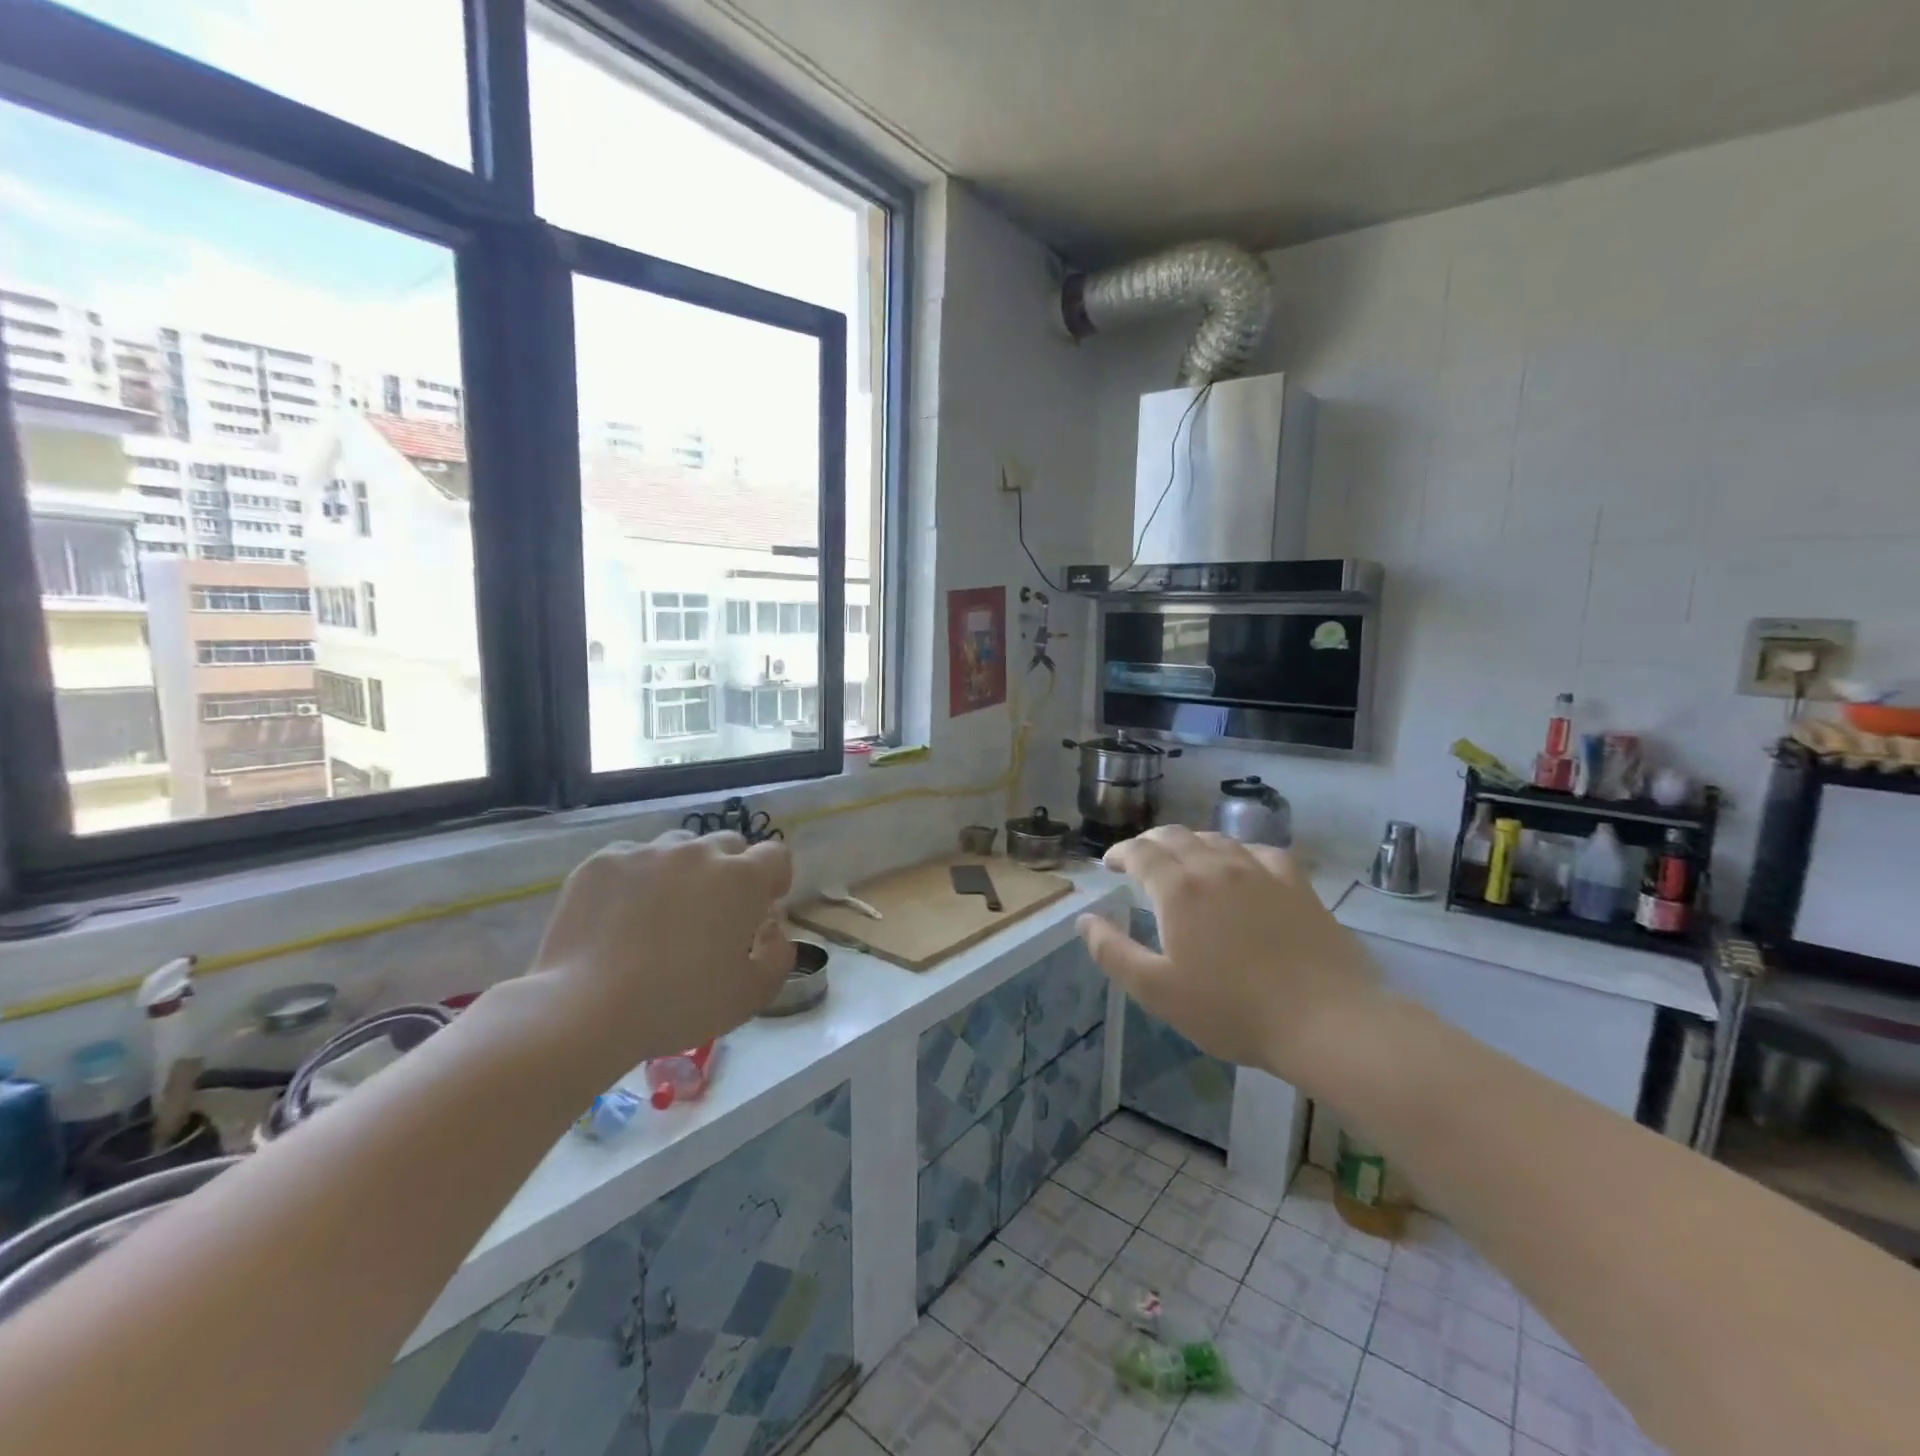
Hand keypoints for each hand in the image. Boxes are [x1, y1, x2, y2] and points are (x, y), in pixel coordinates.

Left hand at [523, 830, 794, 1077]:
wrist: (585, 1008)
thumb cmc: (680, 1003)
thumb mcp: (751, 995)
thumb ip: (779, 956)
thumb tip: (773, 931)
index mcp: (742, 878)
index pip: (775, 855)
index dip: (775, 878)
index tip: (764, 905)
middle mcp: (698, 852)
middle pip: (728, 844)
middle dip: (730, 870)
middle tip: (714, 912)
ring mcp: (647, 852)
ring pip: (678, 847)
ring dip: (683, 870)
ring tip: (664, 911)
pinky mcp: (602, 862)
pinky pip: (632, 859)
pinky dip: (637, 879)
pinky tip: (621, 916)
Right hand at [1077, 827, 1374, 1081]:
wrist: (1326, 1021)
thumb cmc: (1232, 1010)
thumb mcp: (1158, 991)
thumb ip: (1113, 952)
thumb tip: (1085, 920)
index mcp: (1178, 889)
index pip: (1140, 852)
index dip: (1120, 853)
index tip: (1109, 864)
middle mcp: (1215, 866)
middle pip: (1174, 836)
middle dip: (1149, 843)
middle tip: (1138, 859)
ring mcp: (1259, 870)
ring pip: (1214, 838)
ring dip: (1189, 843)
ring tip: (1182, 861)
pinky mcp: (1295, 882)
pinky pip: (1257, 851)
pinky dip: (1236, 852)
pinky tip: (1239, 867)